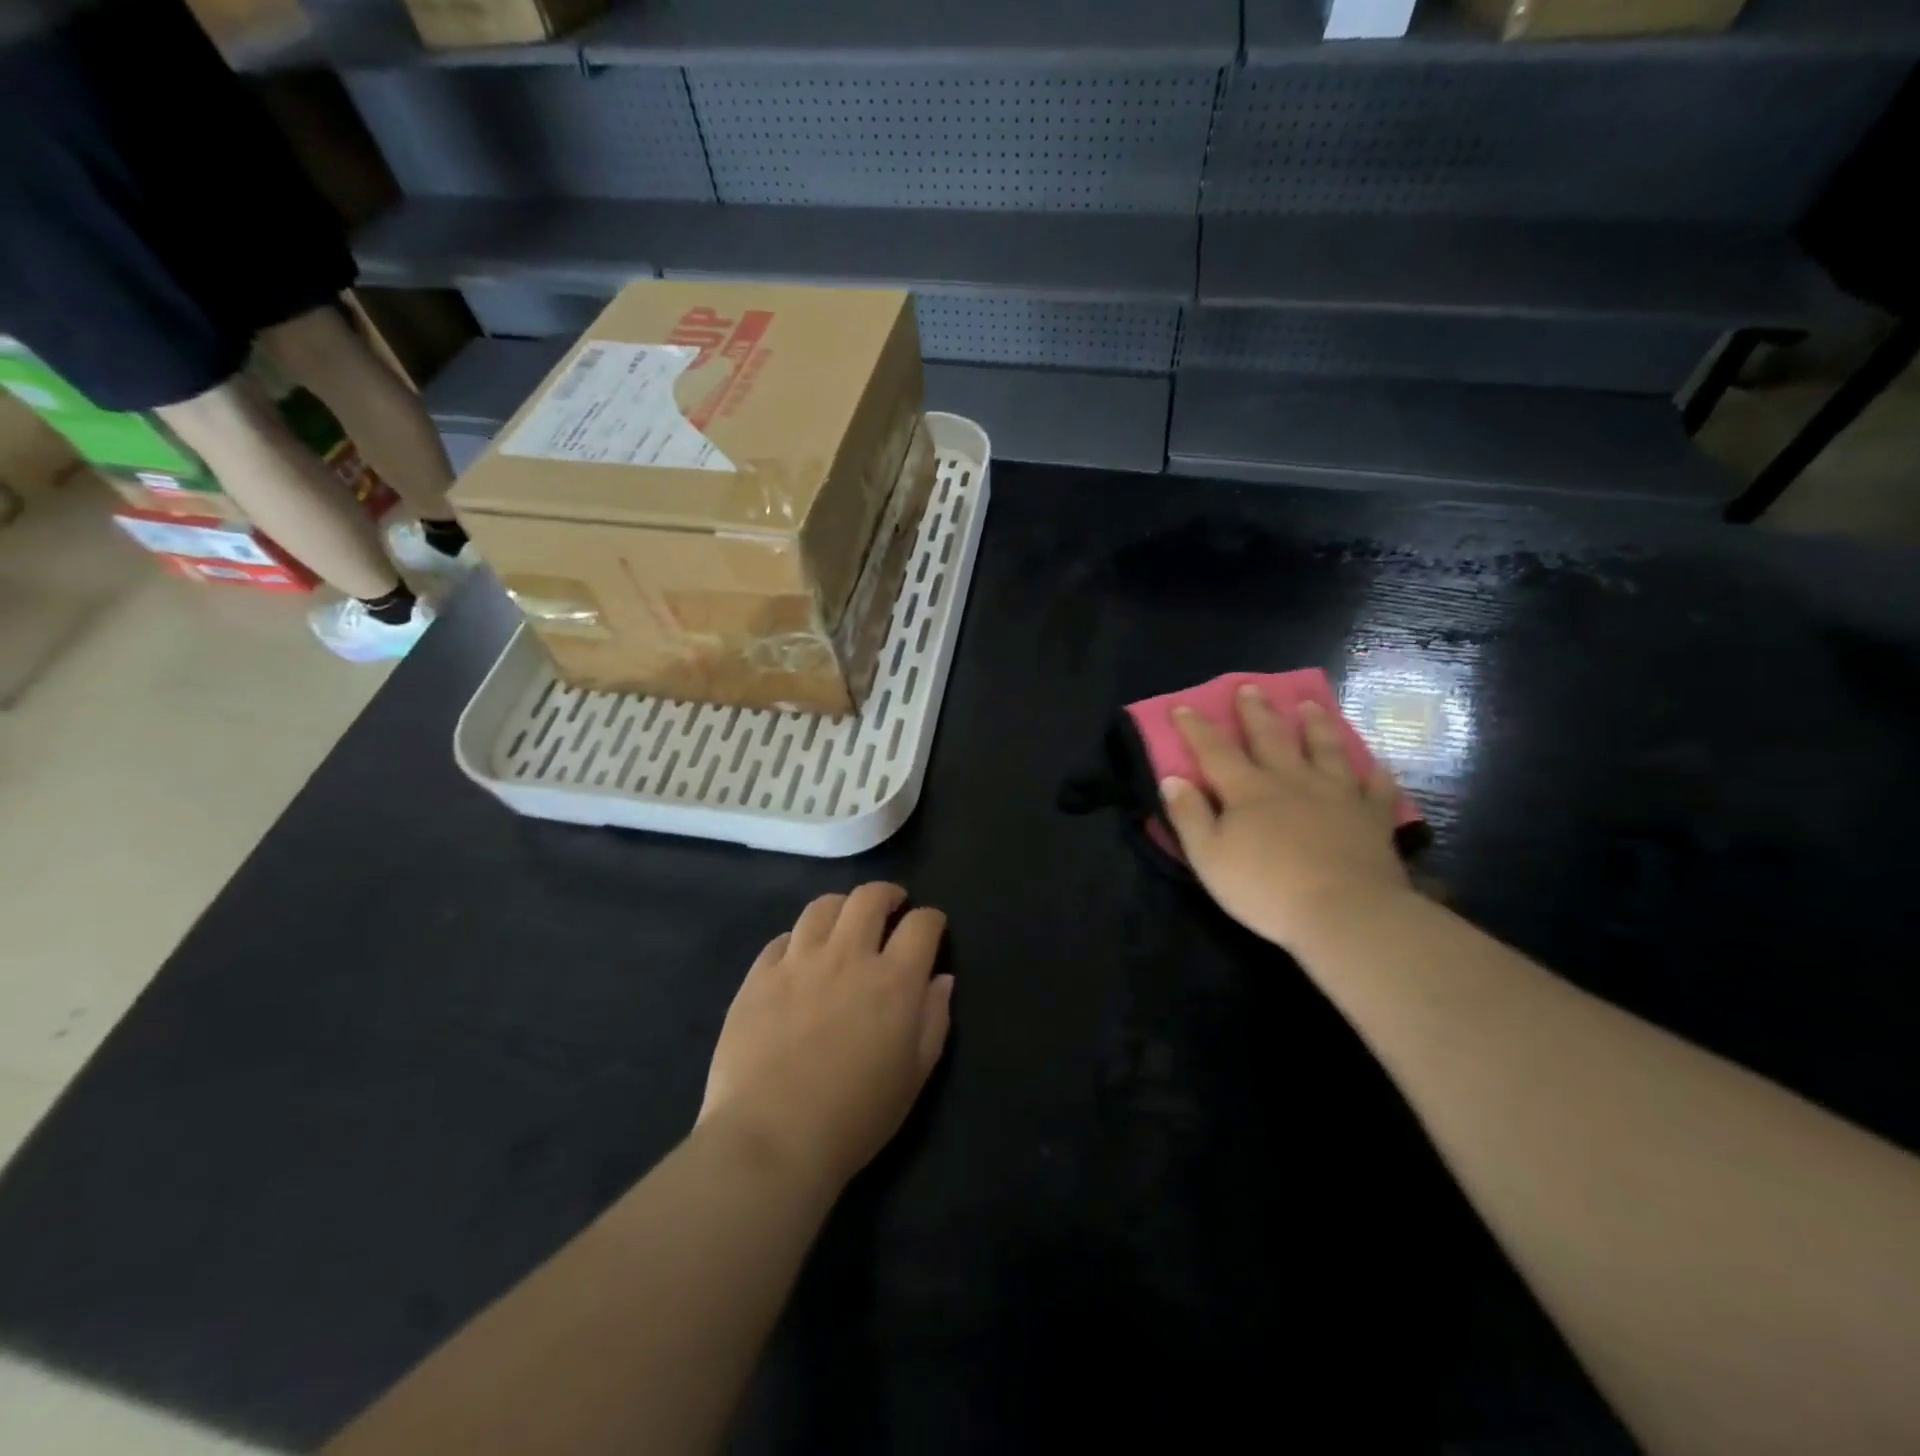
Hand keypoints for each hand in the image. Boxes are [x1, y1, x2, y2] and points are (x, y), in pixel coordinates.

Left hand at [699, 883, 953, 1191]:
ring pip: (822, 907)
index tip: (931, 929)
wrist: (771, 1139)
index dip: (932, 920)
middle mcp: (848, 956)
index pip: (922, 924)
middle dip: (887, 895)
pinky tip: (800, 956)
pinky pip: (781, 938)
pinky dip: (798, 939)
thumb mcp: (914, 1076)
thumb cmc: (855, 1117)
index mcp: (893, 980)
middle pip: (869, 897)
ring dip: (842, 907)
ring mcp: (798, 961)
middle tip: (891, 907)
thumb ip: (934, 1019)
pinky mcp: (758, 976)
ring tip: (844, 922)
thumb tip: (941, 979)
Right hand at [1160, 687, 1411, 950]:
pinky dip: (1374, 774)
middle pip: (1271, 737)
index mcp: (1248, 790)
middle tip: (1250, 687)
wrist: (1345, 913)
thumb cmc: (1266, 889)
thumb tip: (1172, 778)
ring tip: (1310, 705)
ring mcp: (1336, 795)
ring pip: (1325, 749)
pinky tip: (1375, 765)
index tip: (1183, 706)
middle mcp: (1291, 780)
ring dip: (1316, 725)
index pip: (1214, 750)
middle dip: (1256, 712)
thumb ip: (1189, 815)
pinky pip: (1375, 788)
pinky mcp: (1372, 818)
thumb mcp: (1209, 857)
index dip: (1196, 728)